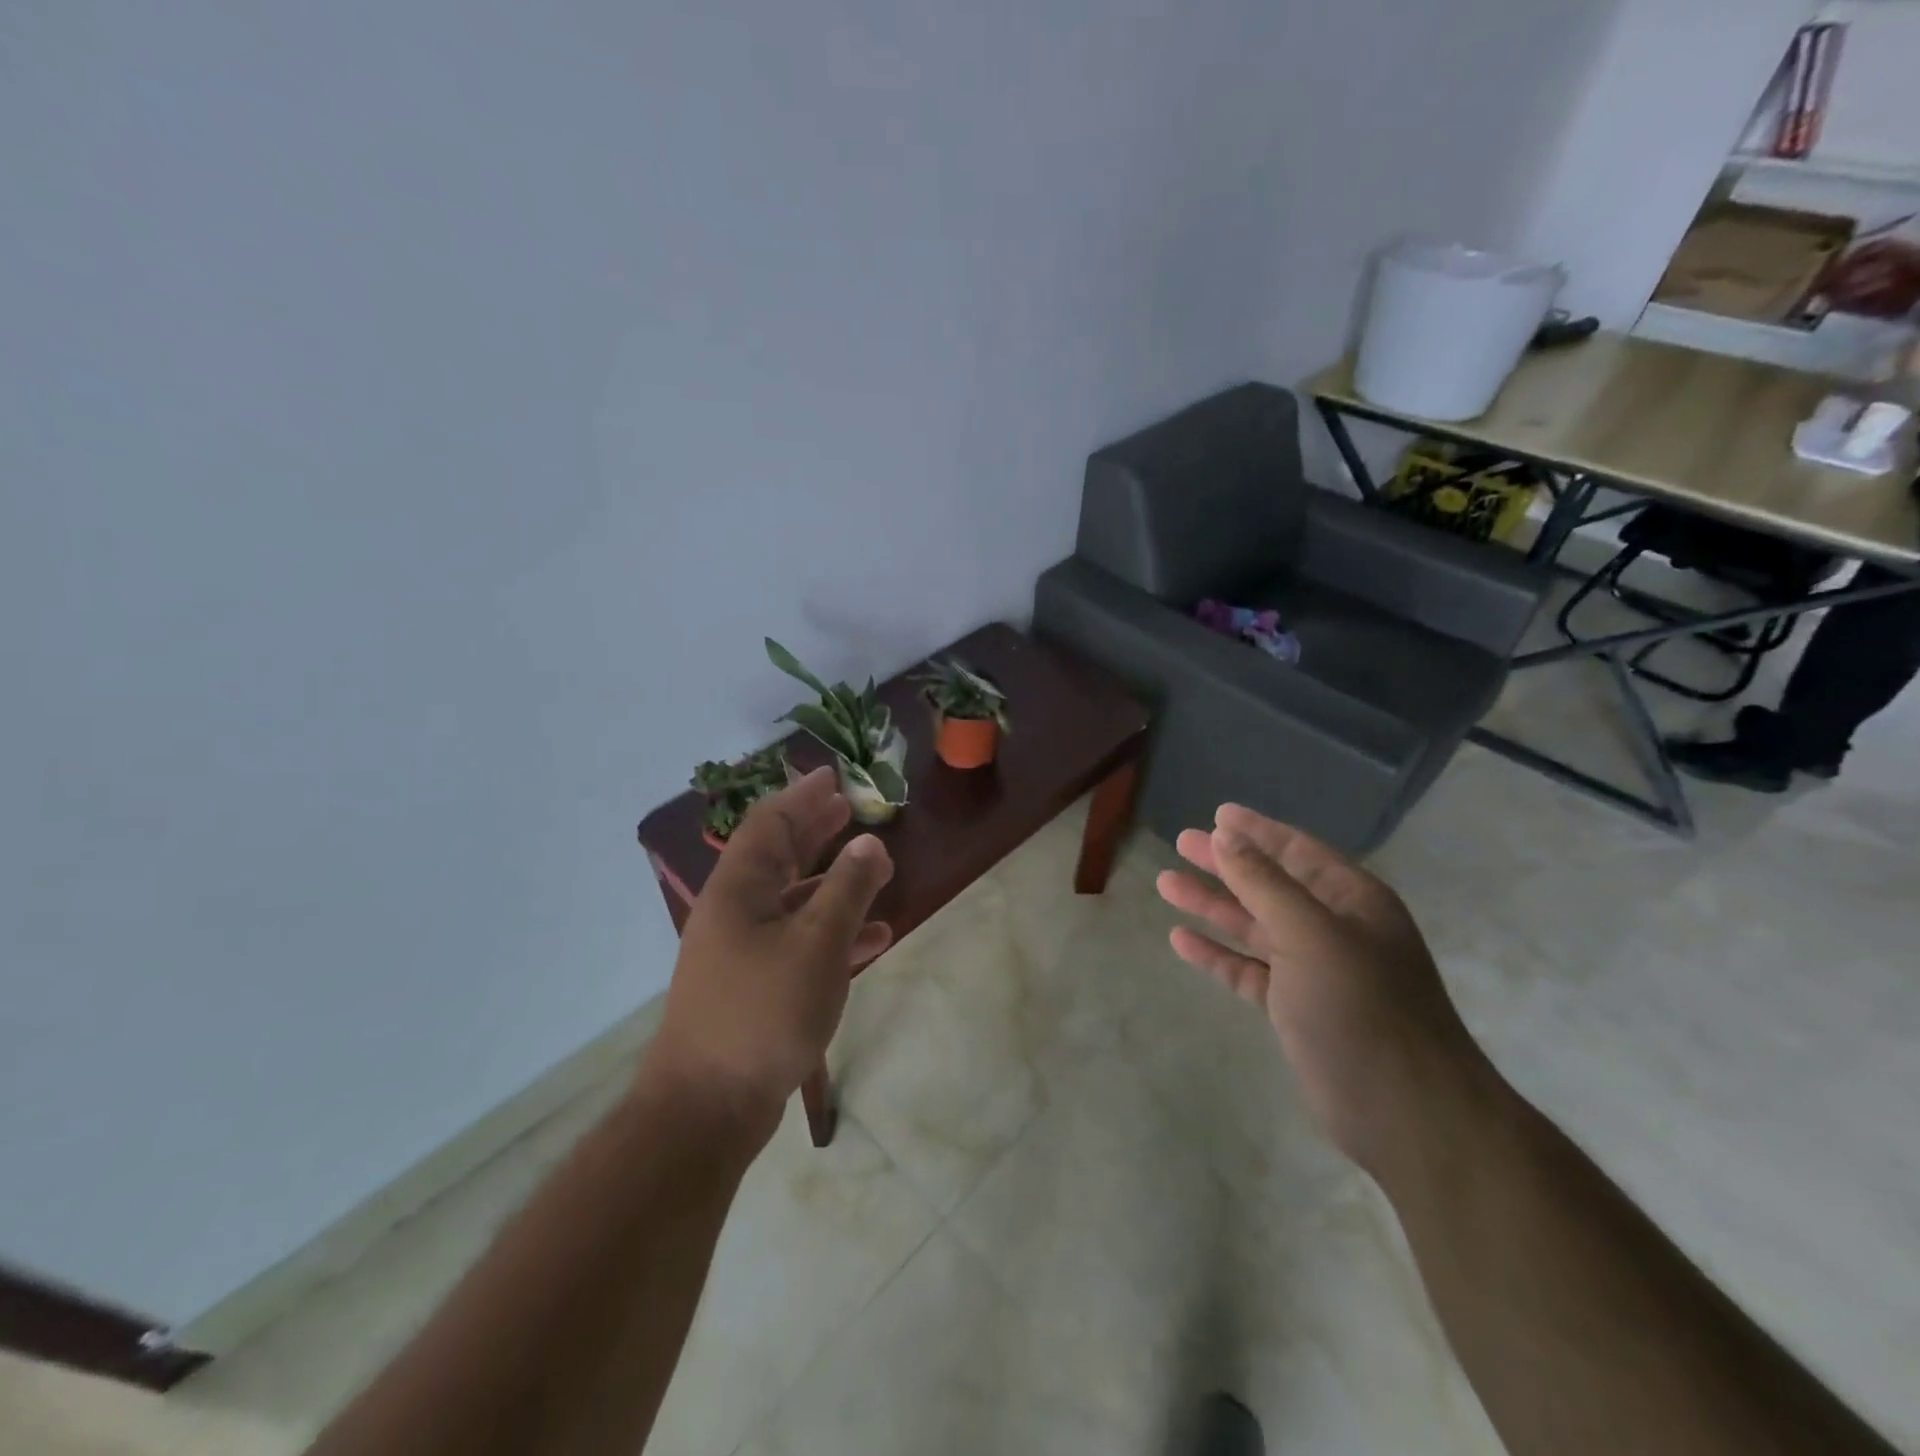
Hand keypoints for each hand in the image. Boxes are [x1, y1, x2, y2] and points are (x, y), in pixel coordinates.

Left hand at [645, 767, 893, 1131]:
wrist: (708, 1107)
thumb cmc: (763, 1011)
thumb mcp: (817, 944)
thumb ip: (847, 889)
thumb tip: (871, 844)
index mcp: (739, 889)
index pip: (769, 824)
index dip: (802, 797)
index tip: (833, 776)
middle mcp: (736, 912)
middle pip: (778, 856)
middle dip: (815, 831)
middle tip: (849, 809)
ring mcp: (743, 952)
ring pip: (793, 900)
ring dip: (831, 882)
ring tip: (872, 866)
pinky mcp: (756, 987)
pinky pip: (800, 943)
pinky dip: (834, 933)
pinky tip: (873, 938)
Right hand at [1155, 803, 1495, 1175]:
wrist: (1407, 1115)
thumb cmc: (1363, 1009)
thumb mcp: (1311, 934)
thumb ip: (1265, 883)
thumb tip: (1226, 836)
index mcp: (1352, 901)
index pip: (1297, 850)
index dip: (1257, 831)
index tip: (1217, 814)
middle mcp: (1335, 929)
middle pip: (1270, 884)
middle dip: (1226, 864)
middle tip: (1181, 843)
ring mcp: (1315, 971)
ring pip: (1254, 926)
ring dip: (1213, 906)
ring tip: (1166, 884)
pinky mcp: (1296, 1009)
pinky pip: (1248, 970)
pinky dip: (1217, 954)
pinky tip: (1181, 940)